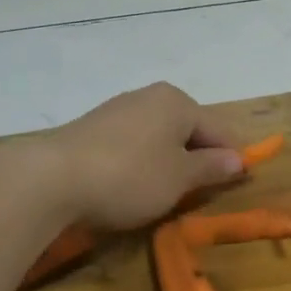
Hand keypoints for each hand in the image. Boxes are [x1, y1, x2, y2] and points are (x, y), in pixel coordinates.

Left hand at [29, 82, 243, 230]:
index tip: (235, 185)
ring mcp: (118, 109)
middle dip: (196, 159)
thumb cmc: (130, 176)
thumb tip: (238, 159)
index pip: (218, 129)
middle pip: (187, 129)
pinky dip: (140, 162)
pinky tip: (131, 185)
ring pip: (158, 137)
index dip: (230, 158)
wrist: (53, 178)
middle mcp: (149, 96)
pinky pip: (132, 143)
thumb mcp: (179, 178)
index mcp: (177, 102)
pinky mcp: (93, 127)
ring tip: (164, 193)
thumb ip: (211, 167)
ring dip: (167, 162)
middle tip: (197, 193)